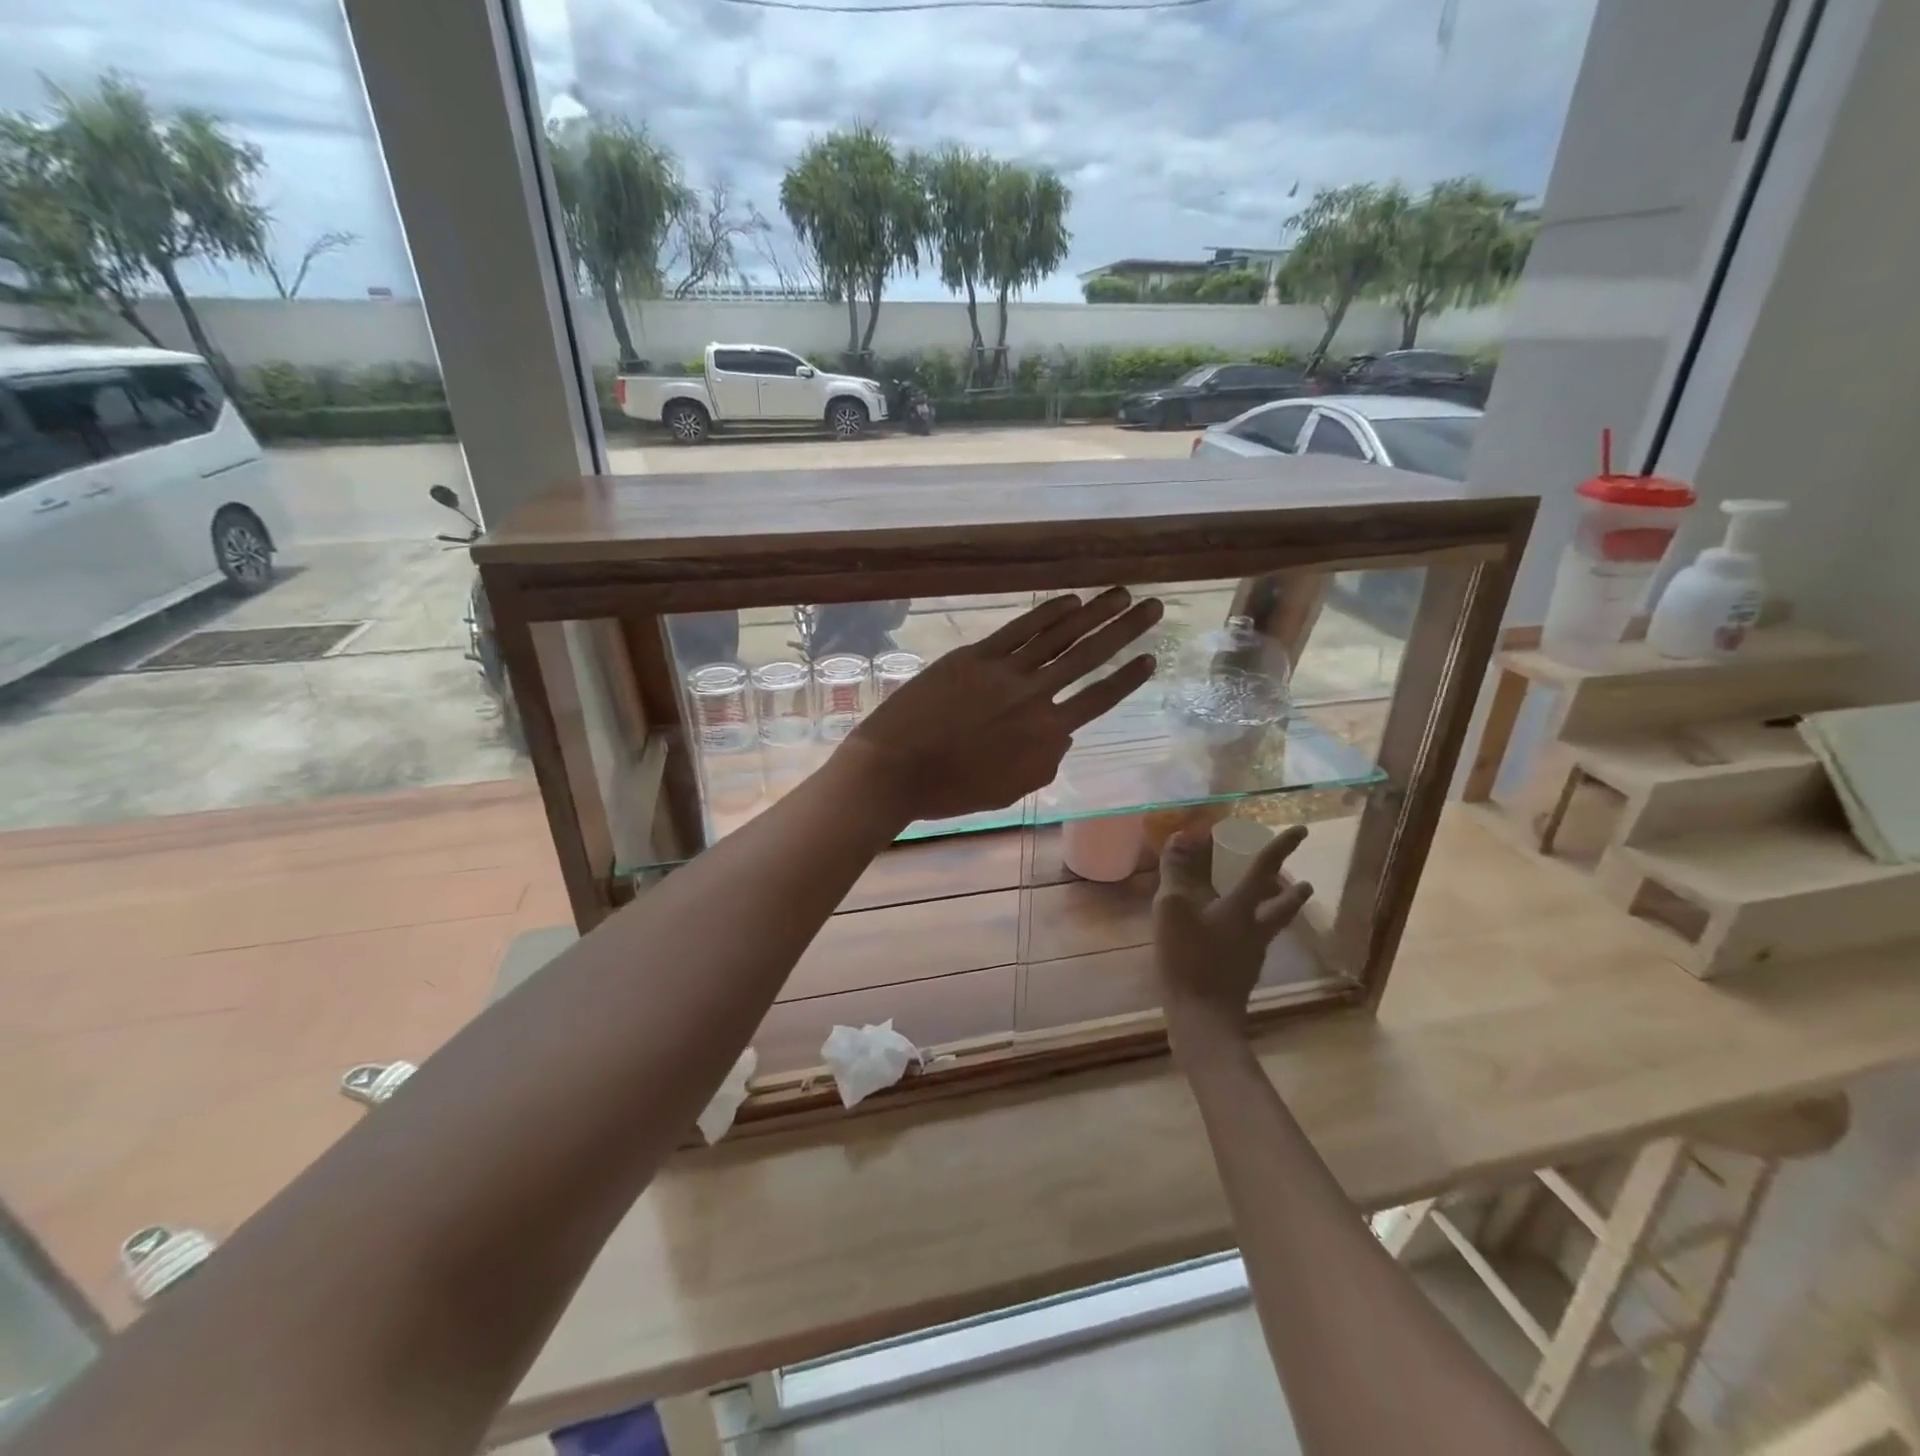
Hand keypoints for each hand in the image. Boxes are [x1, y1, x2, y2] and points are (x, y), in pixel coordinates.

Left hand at [841, 588, 1162, 822]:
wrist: (895, 769)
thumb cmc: (951, 790)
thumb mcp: (1010, 790)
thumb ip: (1044, 763)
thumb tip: (1061, 734)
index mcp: (1045, 735)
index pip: (1098, 699)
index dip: (1128, 677)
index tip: (1151, 658)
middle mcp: (1034, 697)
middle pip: (1089, 657)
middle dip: (1125, 630)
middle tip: (1154, 606)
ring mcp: (1004, 671)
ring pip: (1059, 635)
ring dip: (1094, 612)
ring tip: (1121, 593)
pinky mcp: (974, 656)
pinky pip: (1019, 629)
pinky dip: (1047, 613)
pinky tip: (1070, 599)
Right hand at [1153, 824, 1312, 1047]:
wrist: (1202, 1020)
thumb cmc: (1189, 959)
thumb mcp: (1174, 909)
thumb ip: (1176, 872)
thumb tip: (1181, 837)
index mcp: (1242, 909)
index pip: (1264, 869)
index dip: (1282, 846)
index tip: (1302, 830)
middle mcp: (1254, 930)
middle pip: (1281, 905)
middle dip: (1291, 891)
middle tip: (1301, 880)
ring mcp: (1250, 955)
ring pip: (1271, 925)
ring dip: (1277, 910)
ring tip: (1273, 902)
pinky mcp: (1240, 974)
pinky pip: (1251, 942)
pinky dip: (1249, 930)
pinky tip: (1230, 936)